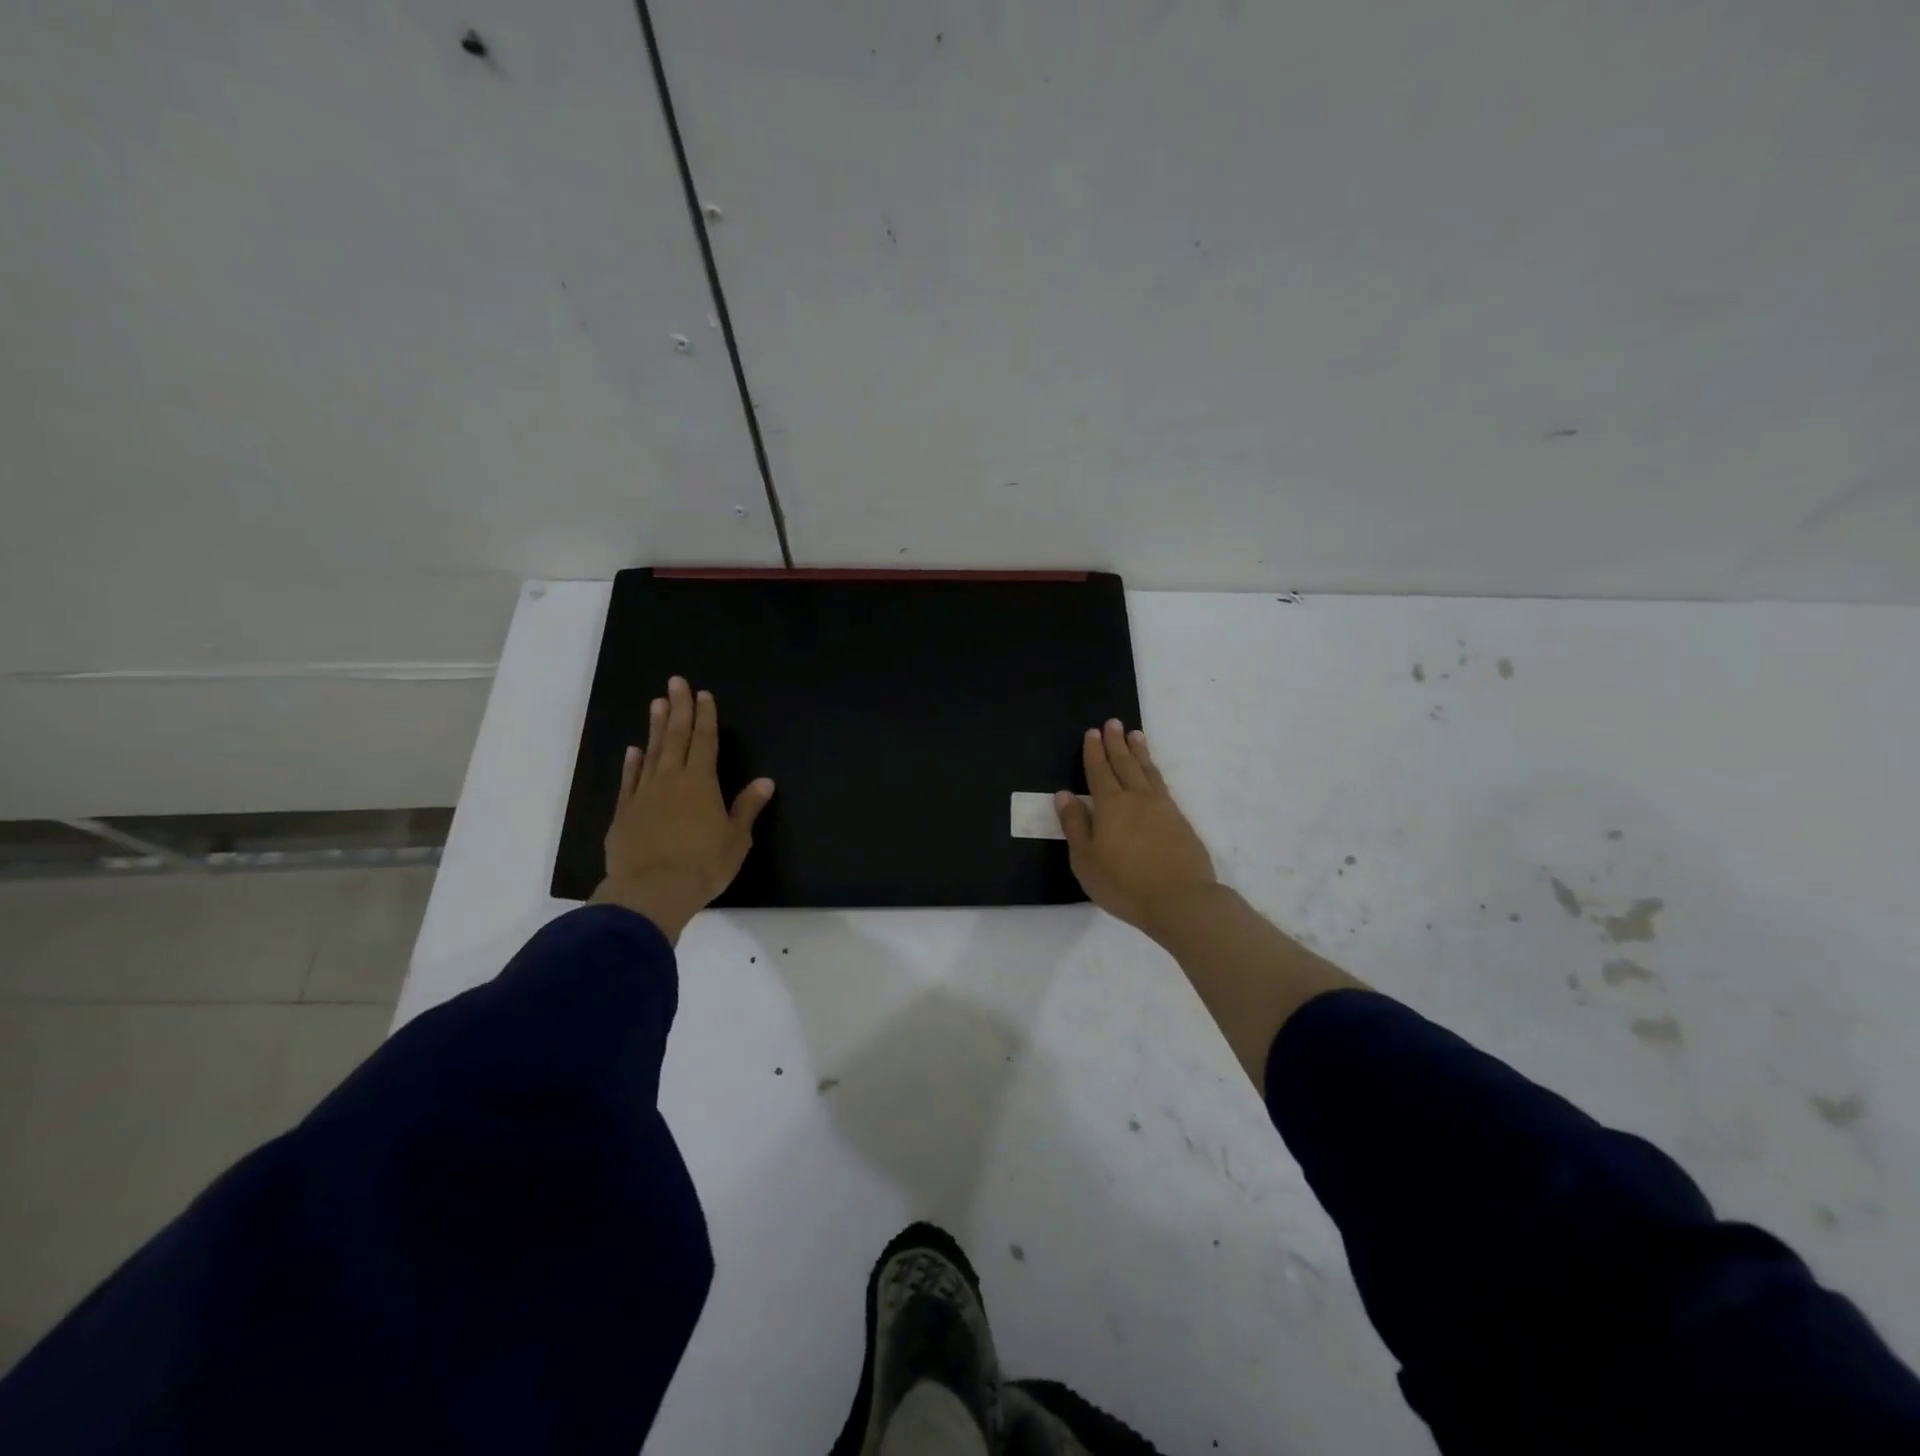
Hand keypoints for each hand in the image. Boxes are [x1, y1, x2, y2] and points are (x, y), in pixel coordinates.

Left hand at [590, 676, 774, 943]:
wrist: (651, 892)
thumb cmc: (703, 865)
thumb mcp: (736, 839)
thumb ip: (747, 808)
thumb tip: (765, 781)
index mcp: (701, 783)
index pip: (705, 742)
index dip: (705, 717)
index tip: (703, 694)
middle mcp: (671, 780)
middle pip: (676, 738)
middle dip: (679, 709)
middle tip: (675, 682)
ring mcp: (643, 795)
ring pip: (651, 753)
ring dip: (656, 728)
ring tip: (657, 704)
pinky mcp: (624, 814)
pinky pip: (629, 781)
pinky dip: (632, 764)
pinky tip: (633, 751)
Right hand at [1056, 720, 1217, 941]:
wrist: (1181, 900)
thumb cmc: (1124, 883)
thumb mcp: (1086, 859)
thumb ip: (1075, 825)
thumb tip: (1064, 794)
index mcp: (1110, 805)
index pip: (1099, 772)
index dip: (1094, 752)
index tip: (1092, 732)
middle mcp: (1136, 798)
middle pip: (1125, 764)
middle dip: (1116, 743)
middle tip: (1113, 722)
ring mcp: (1162, 808)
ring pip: (1147, 771)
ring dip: (1139, 752)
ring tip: (1135, 735)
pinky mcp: (1180, 821)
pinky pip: (1162, 785)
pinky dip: (1154, 771)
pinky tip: (1153, 773)